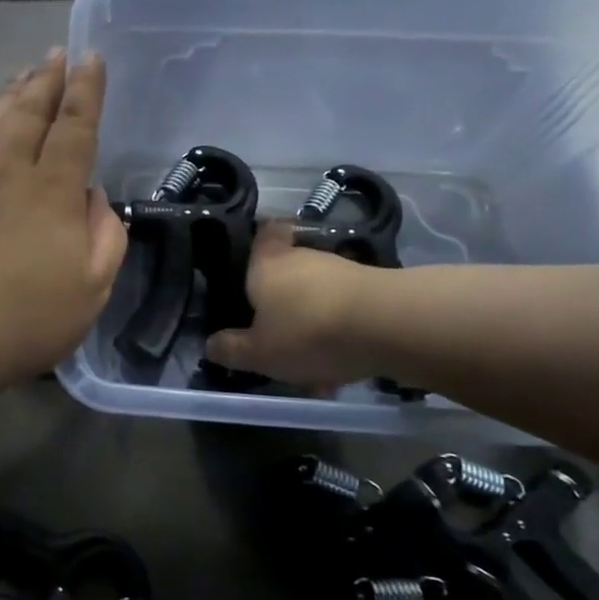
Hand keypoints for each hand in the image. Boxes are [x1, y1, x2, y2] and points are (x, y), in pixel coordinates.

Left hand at [0, 49, 126, 383]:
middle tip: (55, 53)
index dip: (86, 90)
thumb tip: (94, 199)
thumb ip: (105, 236)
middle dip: (46, 79)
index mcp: (53, 190)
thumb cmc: (29, 315)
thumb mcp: (92, 287)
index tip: (91, 57)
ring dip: (14, 95)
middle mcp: (13, 175)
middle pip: (30, 113)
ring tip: (24, 75)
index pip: (74, 127)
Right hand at [205, 224, 397, 390]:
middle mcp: (303, 257)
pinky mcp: (374, 288)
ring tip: (313, 366)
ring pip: (318, 295)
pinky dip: (340, 331)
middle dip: (283, 300)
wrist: (388, 325)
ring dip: (313, 322)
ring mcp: (342, 270)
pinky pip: (345, 309)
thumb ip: (232, 350)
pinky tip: (341, 365)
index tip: (255, 254)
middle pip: (288, 270)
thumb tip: (210, 345)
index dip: (260, 238)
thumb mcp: (259, 353)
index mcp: (266, 264)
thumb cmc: (307, 331)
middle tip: (276, 334)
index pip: (263, 232)